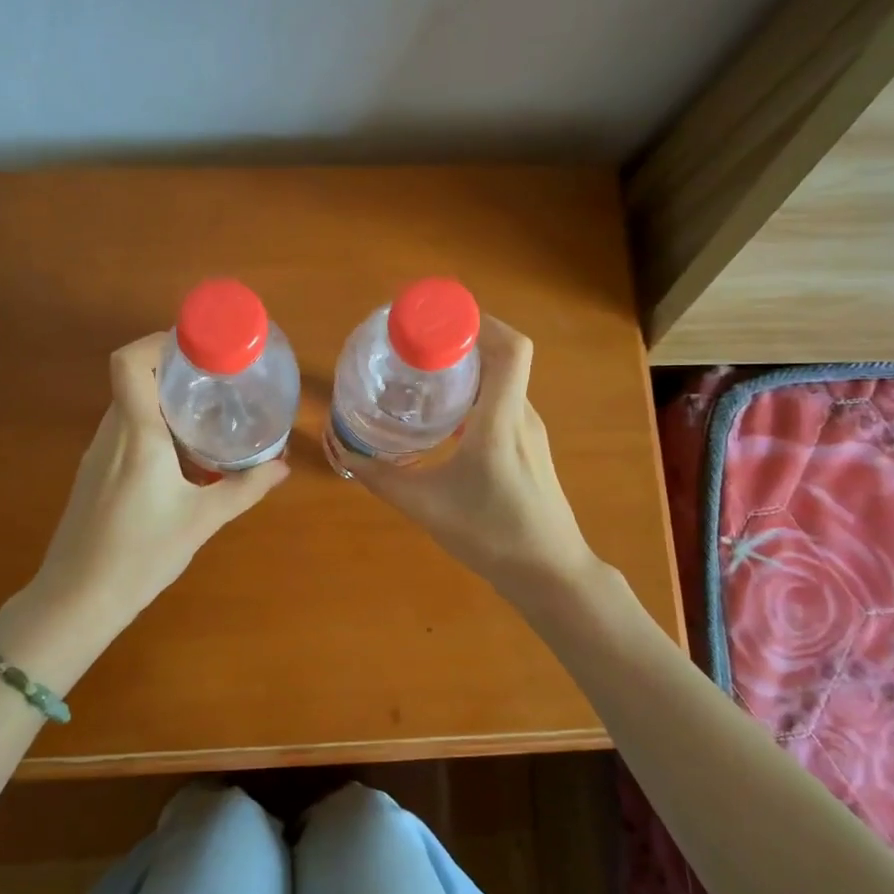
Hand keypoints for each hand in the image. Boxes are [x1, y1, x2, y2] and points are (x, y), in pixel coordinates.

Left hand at [20, 332, 288, 646]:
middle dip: (175, 373)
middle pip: (135, 379)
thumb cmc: (141, 554)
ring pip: (129, 407)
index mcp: (137, 433)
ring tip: (206, 418)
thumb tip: (282, 466)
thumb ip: (245, 488)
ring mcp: (97, 454)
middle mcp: (111, 433)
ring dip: (164, 403)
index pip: (129, 361)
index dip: (159, 341)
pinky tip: (180, 460)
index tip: (199, 348)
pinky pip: (124, 432)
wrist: (77, 599)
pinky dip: (152, 429)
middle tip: (218, 383)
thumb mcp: (203, 520)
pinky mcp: (93, 474)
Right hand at [355, 317, 596, 601]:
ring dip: (468, 368)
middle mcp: (522, 414)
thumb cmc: (492, 535)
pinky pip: (503, 402)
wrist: (550, 573)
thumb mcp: (425, 506)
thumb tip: (342, 449)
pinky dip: (475, 394)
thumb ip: (380, 477)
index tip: (434, 320)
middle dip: (460, 341)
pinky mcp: (529, 447)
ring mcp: (530, 431)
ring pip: (502, 379)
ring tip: (423, 375)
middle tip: (414, 346)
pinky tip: (444, 416)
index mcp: (502, 419)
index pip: (509, 347)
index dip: (478, 321)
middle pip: (502, 355)